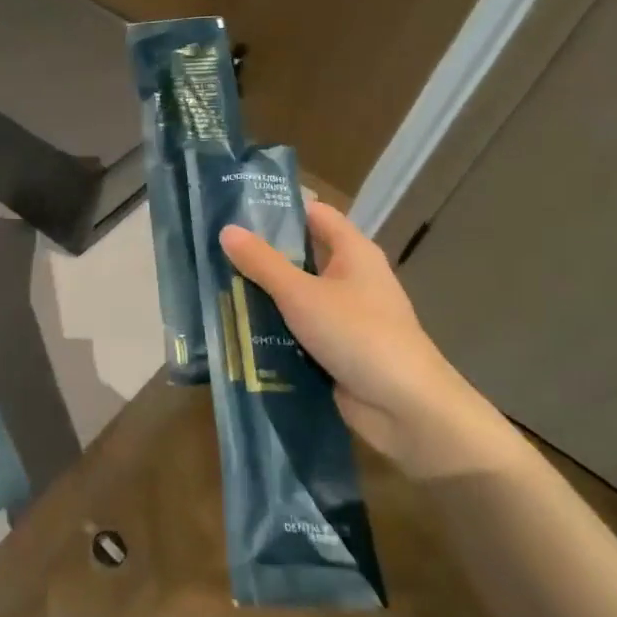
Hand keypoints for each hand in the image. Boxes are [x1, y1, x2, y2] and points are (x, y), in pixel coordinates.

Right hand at [221, 203, 504, 474]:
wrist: (405, 408)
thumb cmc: (358, 335)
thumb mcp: (302, 295)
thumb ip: (262, 263)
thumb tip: (226, 230)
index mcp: (353, 253)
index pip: (313, 214)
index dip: (278, 209)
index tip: (234, 207)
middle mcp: (350, 278)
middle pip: (300, 255)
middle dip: (259, 254)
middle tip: (212, 248)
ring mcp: (343, 315)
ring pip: (294, 295)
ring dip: (260, 294)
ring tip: (211, 285)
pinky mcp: (335, 347)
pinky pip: (296, 328)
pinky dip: (270, 326)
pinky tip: (233, 326)